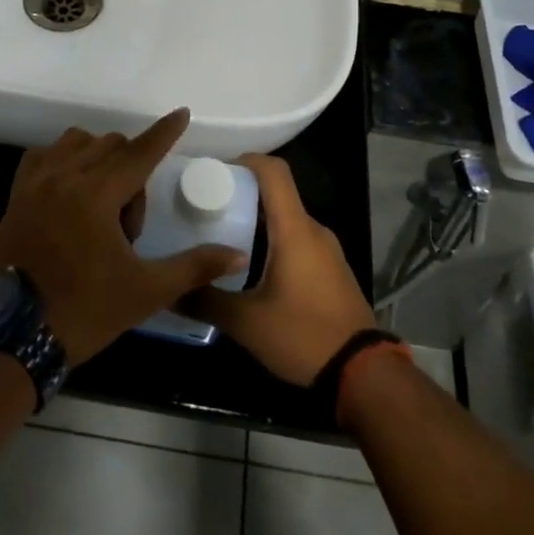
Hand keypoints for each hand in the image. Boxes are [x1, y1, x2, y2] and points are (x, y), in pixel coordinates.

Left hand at [0, 109, 248, 365]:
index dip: (164, 132)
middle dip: (133, 172)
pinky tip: (72, 189)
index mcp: (97, 195)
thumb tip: (238, 256)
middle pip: (112, 145)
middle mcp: (65, 176)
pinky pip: (45, 155)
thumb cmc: (85, 310)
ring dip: (100, 159)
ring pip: (78, 142)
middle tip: (129, 225)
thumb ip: (194, 267)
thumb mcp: (146, 291)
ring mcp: (36, 182)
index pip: (140, 151)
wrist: (15, 334)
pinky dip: (64, 160)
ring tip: (102, 204)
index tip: (181, 114)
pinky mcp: (17, 193)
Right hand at [188, 154, 376, 385]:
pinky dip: (273, 242)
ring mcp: (327, 250)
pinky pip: (298, 241)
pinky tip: (250, 268)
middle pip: (277, 194)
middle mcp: (313, 230)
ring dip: (256, 222)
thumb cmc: (304, 336)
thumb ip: (205, 301)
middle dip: (241, 195)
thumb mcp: (246, 323)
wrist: (364, 374)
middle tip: (205, 210)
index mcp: (295, 230)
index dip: (245, 160)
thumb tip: (169, 290)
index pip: (273, 171)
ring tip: (220, 239)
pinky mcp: (331, 270)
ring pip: (287, 220)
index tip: (214, 171)